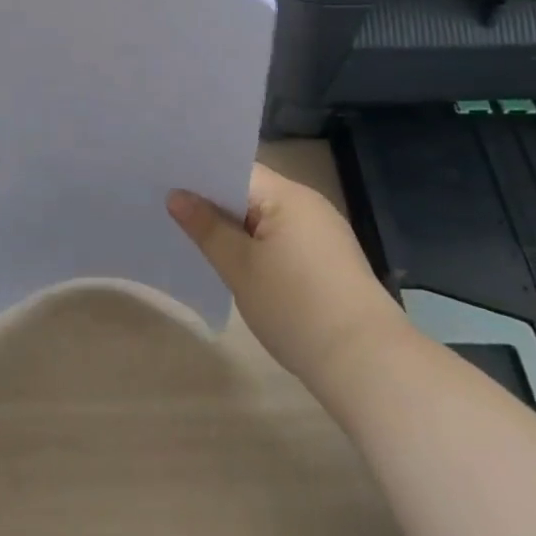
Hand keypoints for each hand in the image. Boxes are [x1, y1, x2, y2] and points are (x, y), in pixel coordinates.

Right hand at [168, 165, 403, 387]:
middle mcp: (309, 205)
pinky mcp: (331, 262)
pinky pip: (284, 240)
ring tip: (199, 241)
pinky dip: (260, 248)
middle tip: (172, 214)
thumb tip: (177, 196)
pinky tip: (241, 269)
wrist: (369, 367)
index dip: (201, 177)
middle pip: (251, 192)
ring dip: (238, 229)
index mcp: (288, 195)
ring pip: (267, 219)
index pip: (235, 169)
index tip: (166, 186)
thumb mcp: (240, 267)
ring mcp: (324, 234)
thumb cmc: (297, 308)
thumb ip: (206, 228)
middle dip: (216, 205)